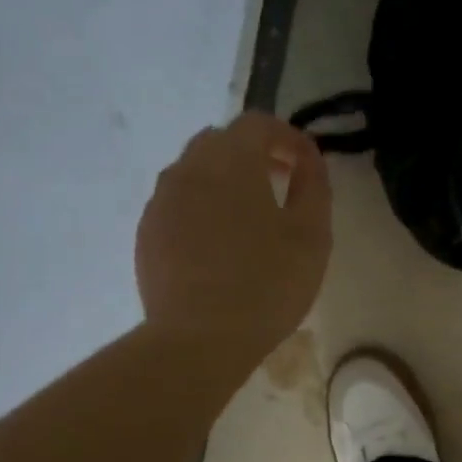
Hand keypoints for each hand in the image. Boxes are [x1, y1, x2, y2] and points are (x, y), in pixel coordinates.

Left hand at [136, 112, 330, 363]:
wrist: (200, 338)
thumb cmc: (267, 284)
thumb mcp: (312, 236)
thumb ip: (314, 187)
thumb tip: (309, 161)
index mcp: (231, 161)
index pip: (258, 123)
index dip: (288, 137)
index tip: (307, 164)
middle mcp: (188, 168)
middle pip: (221, 142)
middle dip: (253, 154)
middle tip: (280, 185)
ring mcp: (161, 201)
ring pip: (194, 172)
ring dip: (224, 181)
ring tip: (249, 218)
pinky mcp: (147, 234)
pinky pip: (178, 204)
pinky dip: (202, 208)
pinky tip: (219, 246)